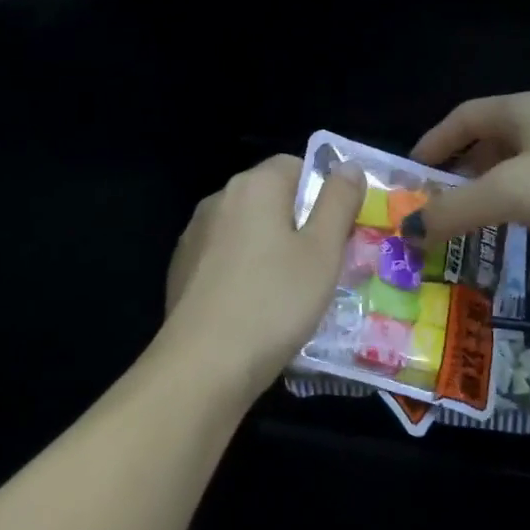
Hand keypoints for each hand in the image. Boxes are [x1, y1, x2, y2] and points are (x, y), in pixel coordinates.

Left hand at [163, 155, 365, 390]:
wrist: (204, 364)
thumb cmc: (275, 301)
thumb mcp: (323, 251)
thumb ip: (338, 201)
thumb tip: (348, 166)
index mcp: (254, 185)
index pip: (296, 165)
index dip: (322, 194)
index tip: (337, 234)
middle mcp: (218, 200)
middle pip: (270, 198)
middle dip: (298, 225)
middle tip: (321, 267)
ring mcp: (194, 236)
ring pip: (246, 231)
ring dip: (270, 250)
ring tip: (289, 294)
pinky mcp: (181, 270)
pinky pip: (224, 259)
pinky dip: (243, 273)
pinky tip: (254, 309)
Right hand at [403, 90, 529, 254]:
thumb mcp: (508, 193)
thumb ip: (453, 211)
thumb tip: (408, 232)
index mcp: (525, 108)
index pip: (464, 116)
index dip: (433, 142)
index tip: (411, 176)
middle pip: (490, 140)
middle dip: (459, 171)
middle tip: (438, 206)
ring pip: (519, 166)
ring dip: (490, 191)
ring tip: (471, 223)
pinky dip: (522, 205)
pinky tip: (521, 229)